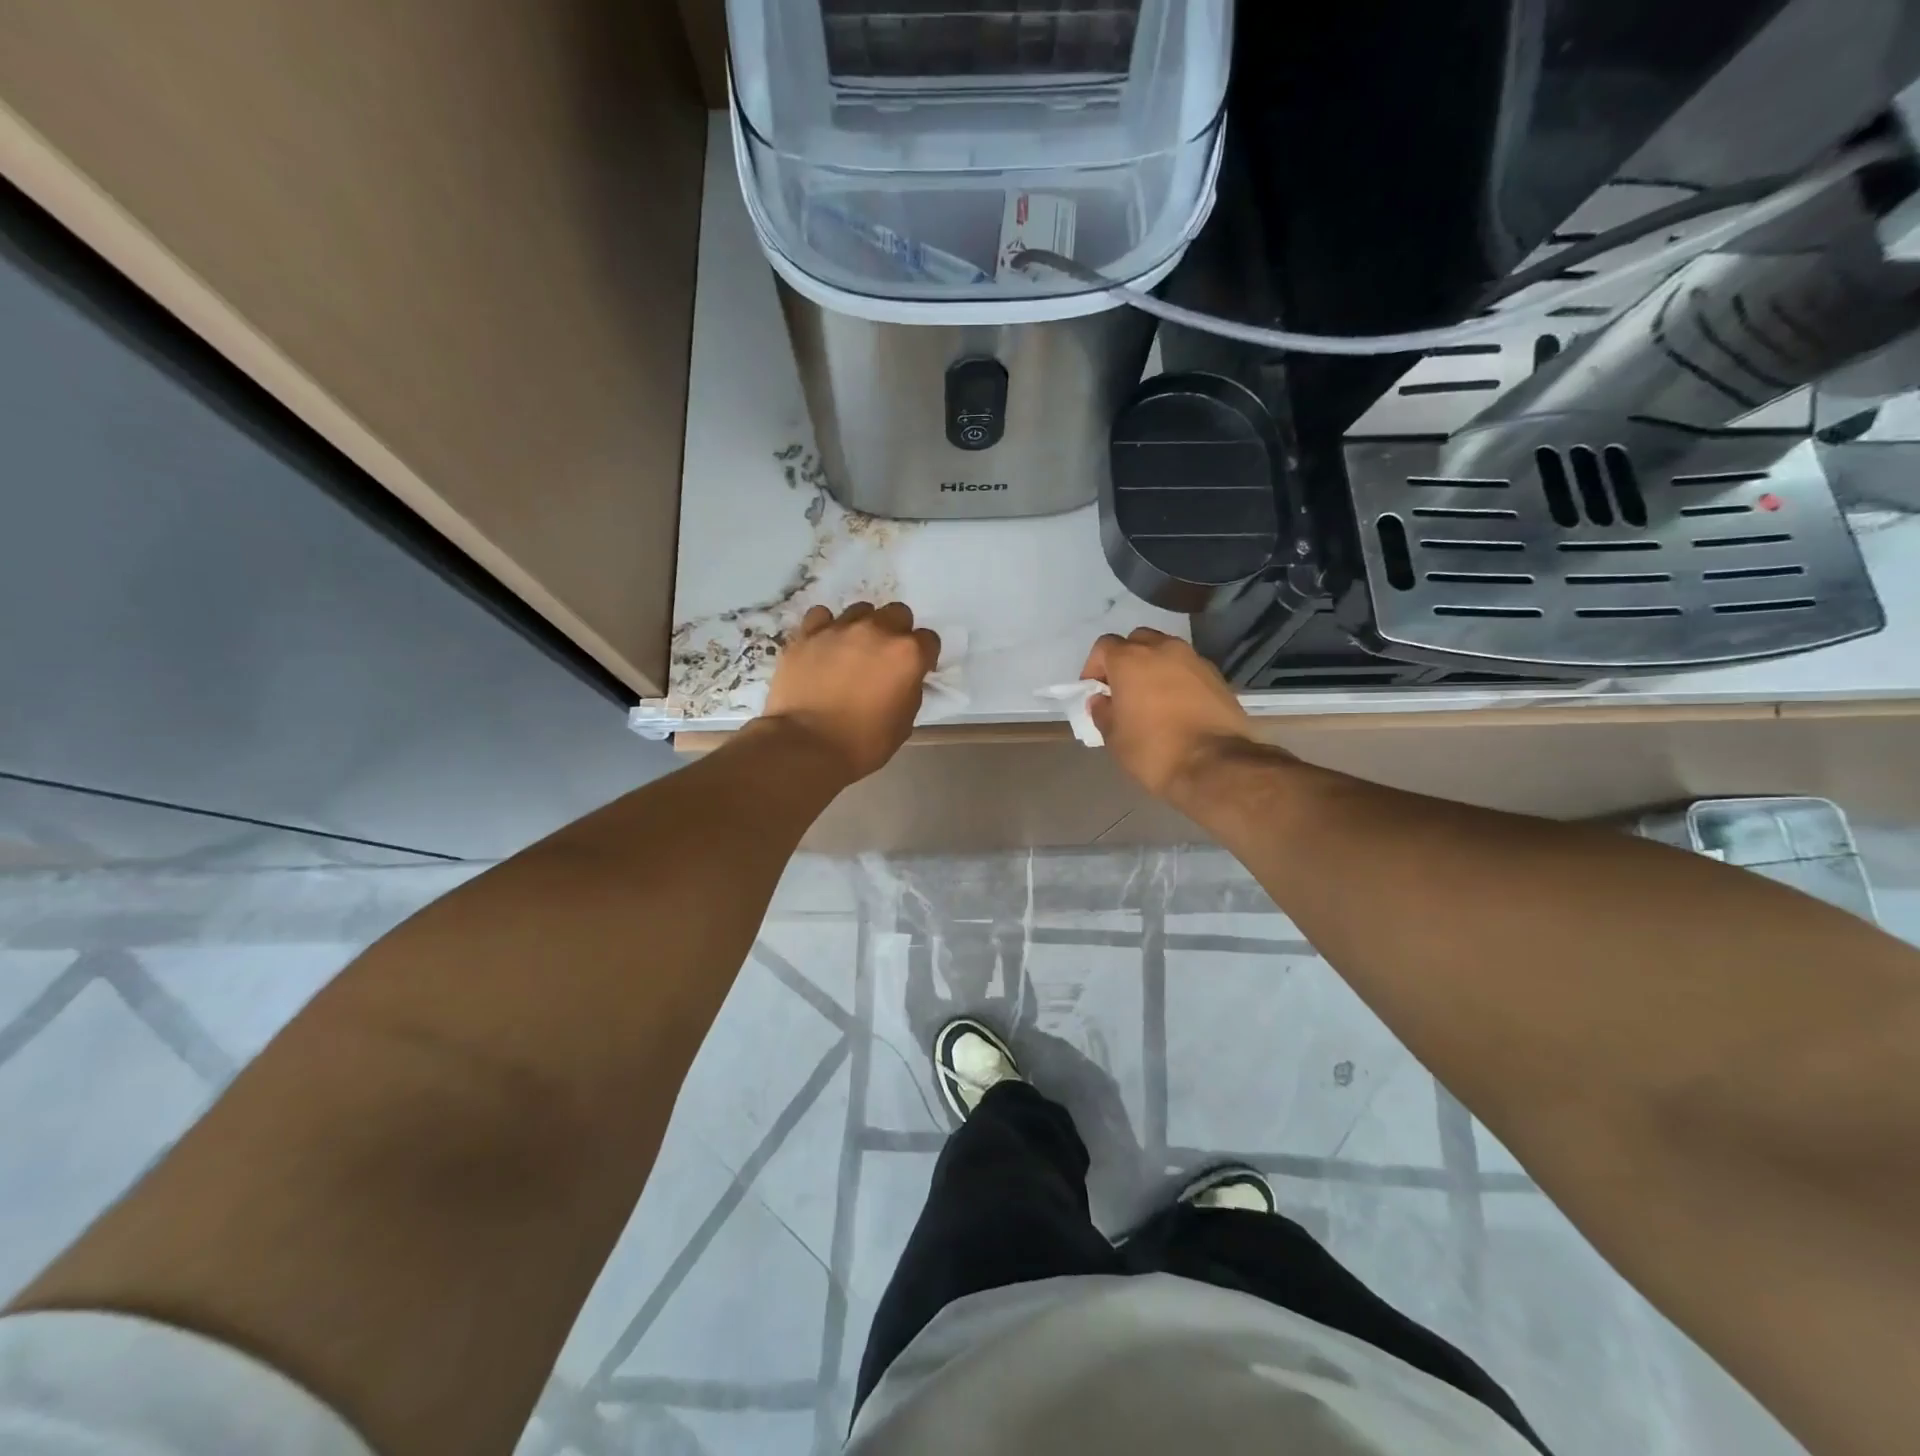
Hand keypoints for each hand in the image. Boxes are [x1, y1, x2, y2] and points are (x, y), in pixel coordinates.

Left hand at [761, 603, 939, 781]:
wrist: (807, 746)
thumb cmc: (863, 742)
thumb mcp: (904, 722)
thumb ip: (910, 690)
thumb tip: (904, 679)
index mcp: (908, 654)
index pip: (929, 640)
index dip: (924, 656)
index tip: (915, 671)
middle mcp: (877, 631)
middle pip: (898, 613)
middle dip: (897, 631)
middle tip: (885, 657)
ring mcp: (840, 628)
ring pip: (861, 611)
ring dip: (864, 627)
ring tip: (852, 651)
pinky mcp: (807, 633)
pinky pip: (822, 616)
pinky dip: (826, 627)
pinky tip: (824, 645)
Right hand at [1081, 628, 1260, 803]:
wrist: (1215, 765)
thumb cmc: (1154, 750)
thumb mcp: (1114, 738)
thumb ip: (1102, 712)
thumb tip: (1102, 700)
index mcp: (1130, 659)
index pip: (1104, 646)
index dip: (1095, 667)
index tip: (1096, 691)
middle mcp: (1162, 649)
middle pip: (1137, 641)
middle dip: (1127, 660)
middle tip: (1124, 689)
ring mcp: (1193, 659)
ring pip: (1166, 651)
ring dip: (1154, 666)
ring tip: (1152, 697)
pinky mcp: (1217, 675)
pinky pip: (1188, 668)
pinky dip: (1178, 679)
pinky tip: (1178, 705)